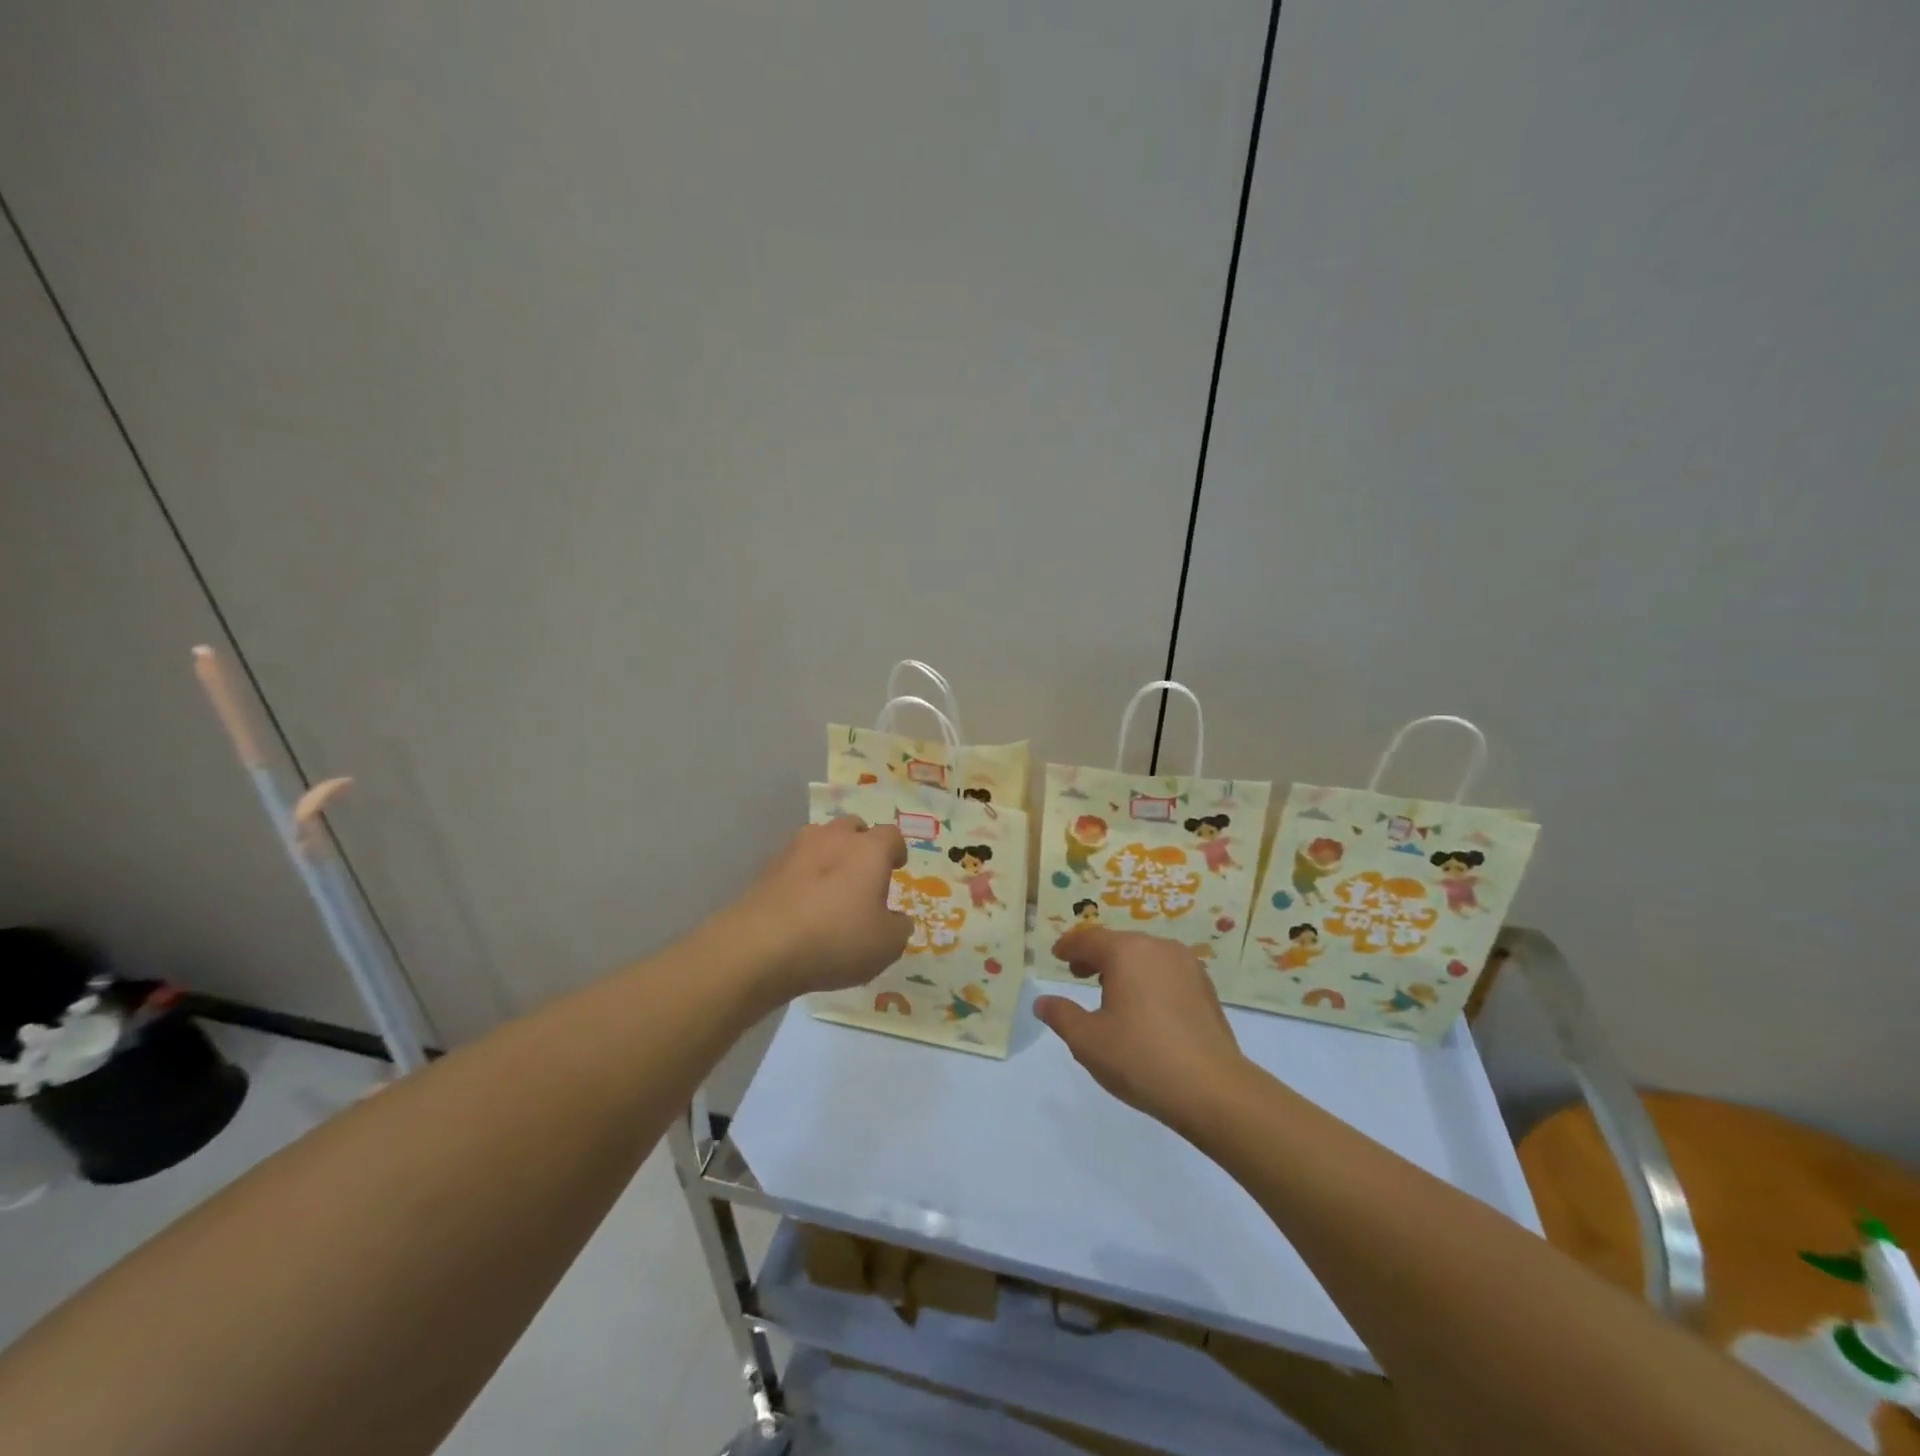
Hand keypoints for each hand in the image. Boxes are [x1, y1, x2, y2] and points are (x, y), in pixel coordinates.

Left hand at [720, 816, 911, 1004]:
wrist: (761, 946)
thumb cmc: (836, 939)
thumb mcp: (886, 945)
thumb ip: (898, 927)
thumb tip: (896, 919)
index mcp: (869, 849)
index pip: (891, 835)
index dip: (897, 850)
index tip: (897, 866)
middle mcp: (833, 838)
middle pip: (853, 827)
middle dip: (861, 845)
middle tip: (863, 874)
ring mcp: (796, 849)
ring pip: (820, 840)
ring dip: (829, 855)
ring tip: (830, 886)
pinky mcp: (767, 867)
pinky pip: (794, 863)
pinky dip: (802, 875)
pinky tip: (801, 902)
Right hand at [1034, 928, 1251, 1141]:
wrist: (1213, 1090)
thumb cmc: (1141, 1059)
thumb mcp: (1088, 1041)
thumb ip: (1061, 1015)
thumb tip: (1042, 1002)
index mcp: (1127, 952)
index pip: (1089, 939)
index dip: (1069, 947)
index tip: (1057, 957)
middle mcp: (1158, 948)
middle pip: (1119, 943)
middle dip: (1096, 956)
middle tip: (1078, 975)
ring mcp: (1187, 966)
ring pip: (1145, 956)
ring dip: (1123, 967)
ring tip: (1110, 993)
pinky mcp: (1206, 988)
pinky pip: (1166, 972)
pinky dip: (1148, 979)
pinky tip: (1145, 1008)